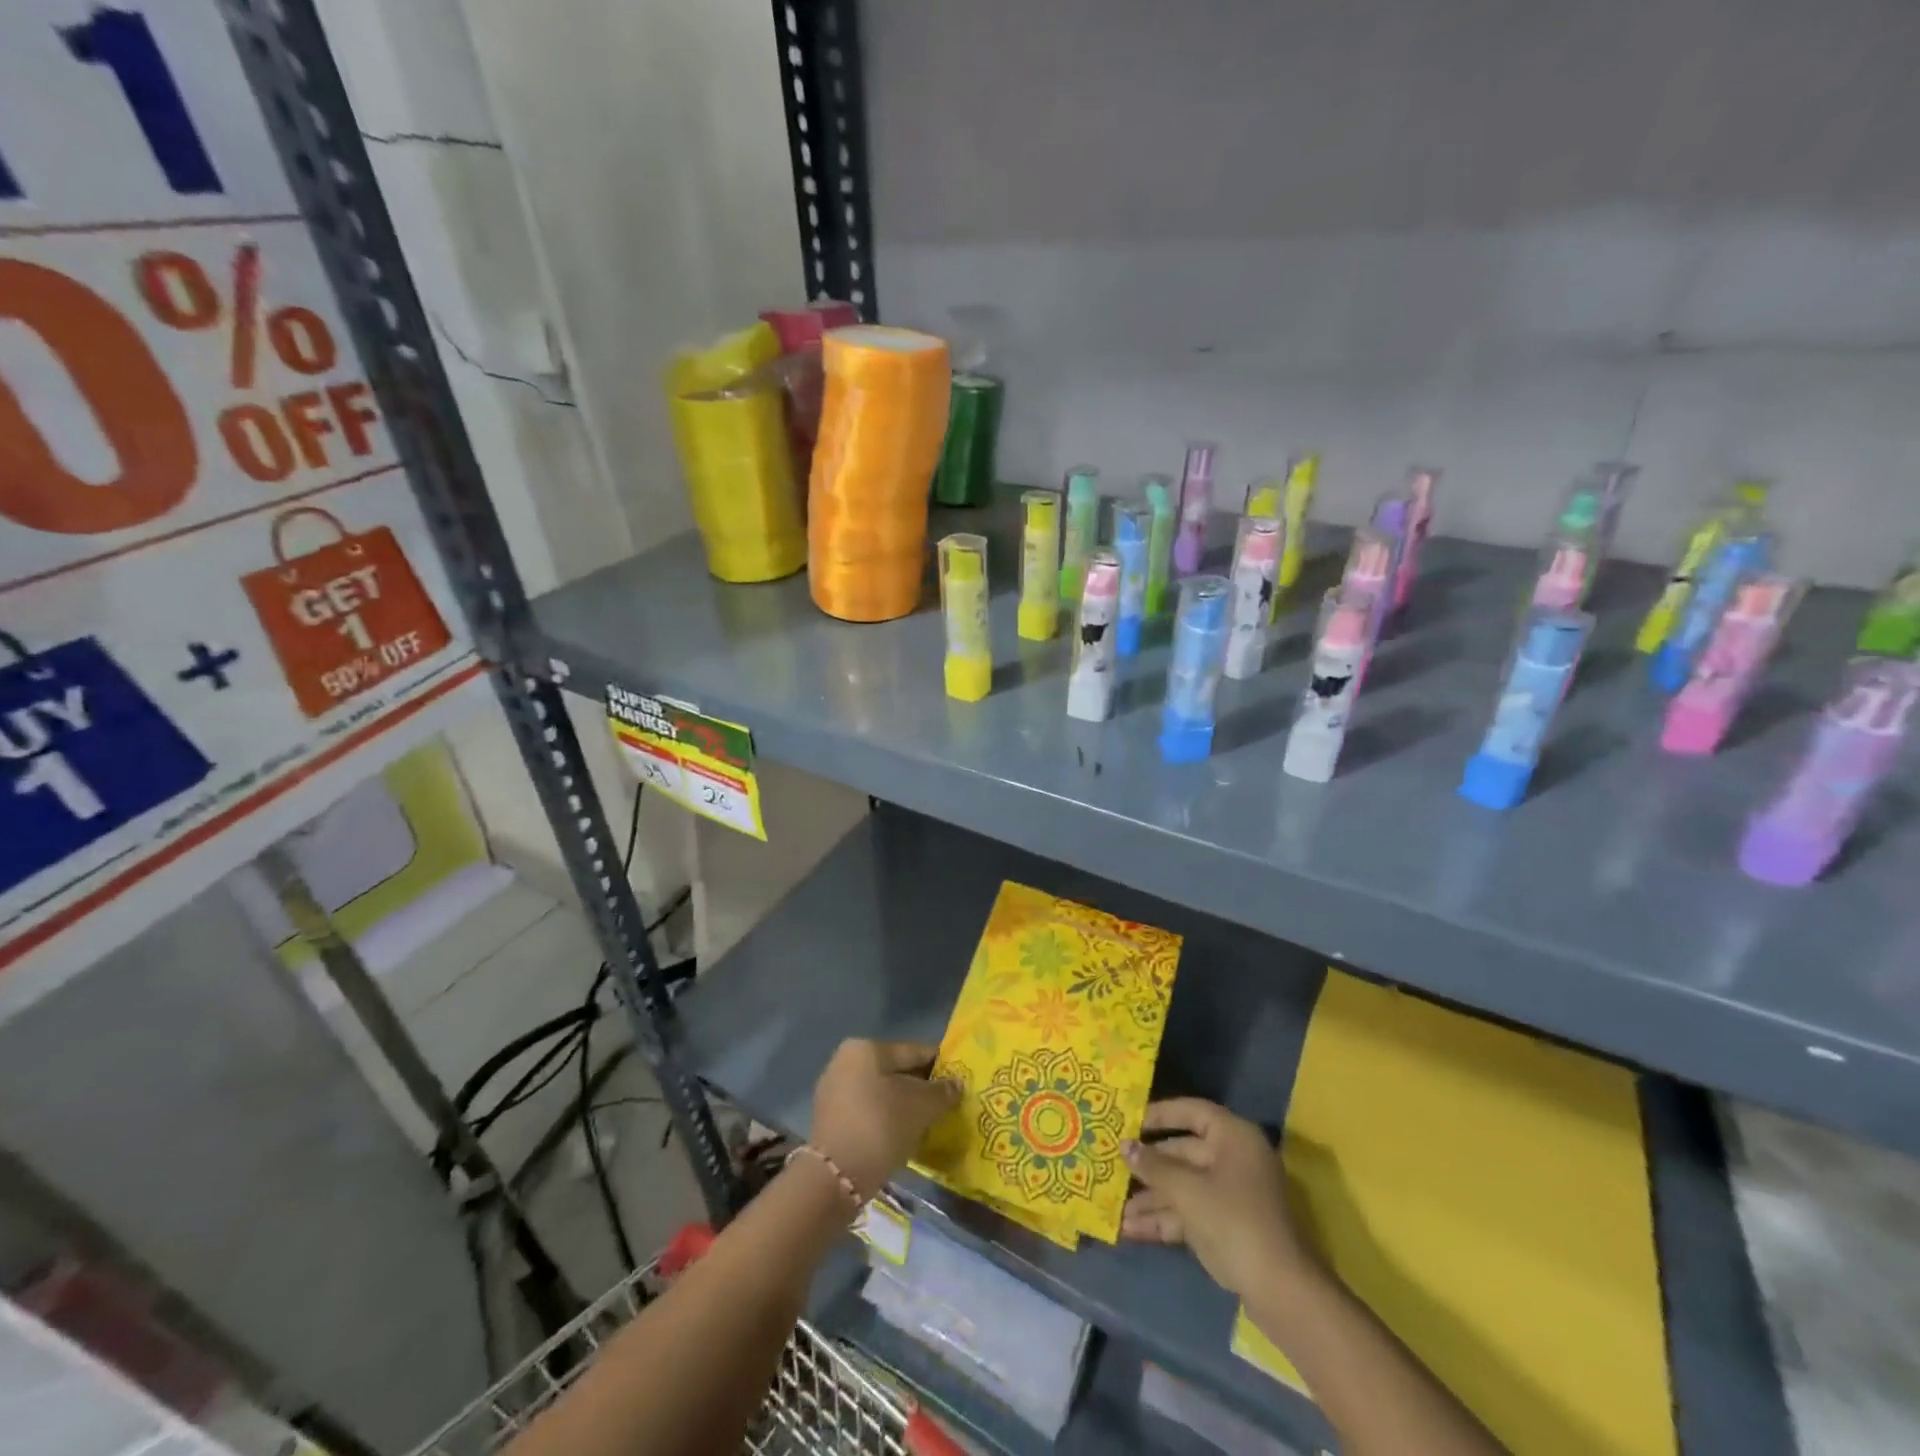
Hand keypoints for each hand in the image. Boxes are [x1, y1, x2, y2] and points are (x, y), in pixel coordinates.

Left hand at [810, 1039, 960, 1200]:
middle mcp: (846, 1061)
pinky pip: (868, 1113)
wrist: (835, 1178)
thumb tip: (956, 1084)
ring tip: (928, 1124)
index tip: (959, 1082)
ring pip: (882, 1094)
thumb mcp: (921, 1107)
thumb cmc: (881, 1126)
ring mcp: (834, 1092)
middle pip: (896, 1072)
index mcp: (866, 1048)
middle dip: (921, 1088)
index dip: (940, 1066)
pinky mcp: (830, 1121)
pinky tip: (904, 1137)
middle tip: (946, 1106)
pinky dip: (887, 1121)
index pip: (914, 1051)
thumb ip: (942, 1092)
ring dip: (904, 1107)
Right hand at [1121, 1099, 1314, 1295]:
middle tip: (1112, 1167)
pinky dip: (1164, 1220)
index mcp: (1233, 1137)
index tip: (1128, 1121)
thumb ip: (1154, 1166)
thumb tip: (1124, 1146)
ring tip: (1115, 1208)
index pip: (1191, 1112)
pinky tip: (1131, 1230)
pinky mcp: (1228, 1226)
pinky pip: (1190, 1213)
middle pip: (1183, 1152)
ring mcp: (1232, 1194)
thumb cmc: (1234, 1222)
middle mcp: (1233, 1159)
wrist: (1282, 1293)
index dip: (1159, 1115)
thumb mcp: (1187, 1191)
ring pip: (1183, 1186)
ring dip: (1151, 1198)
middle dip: (1148, 1167)